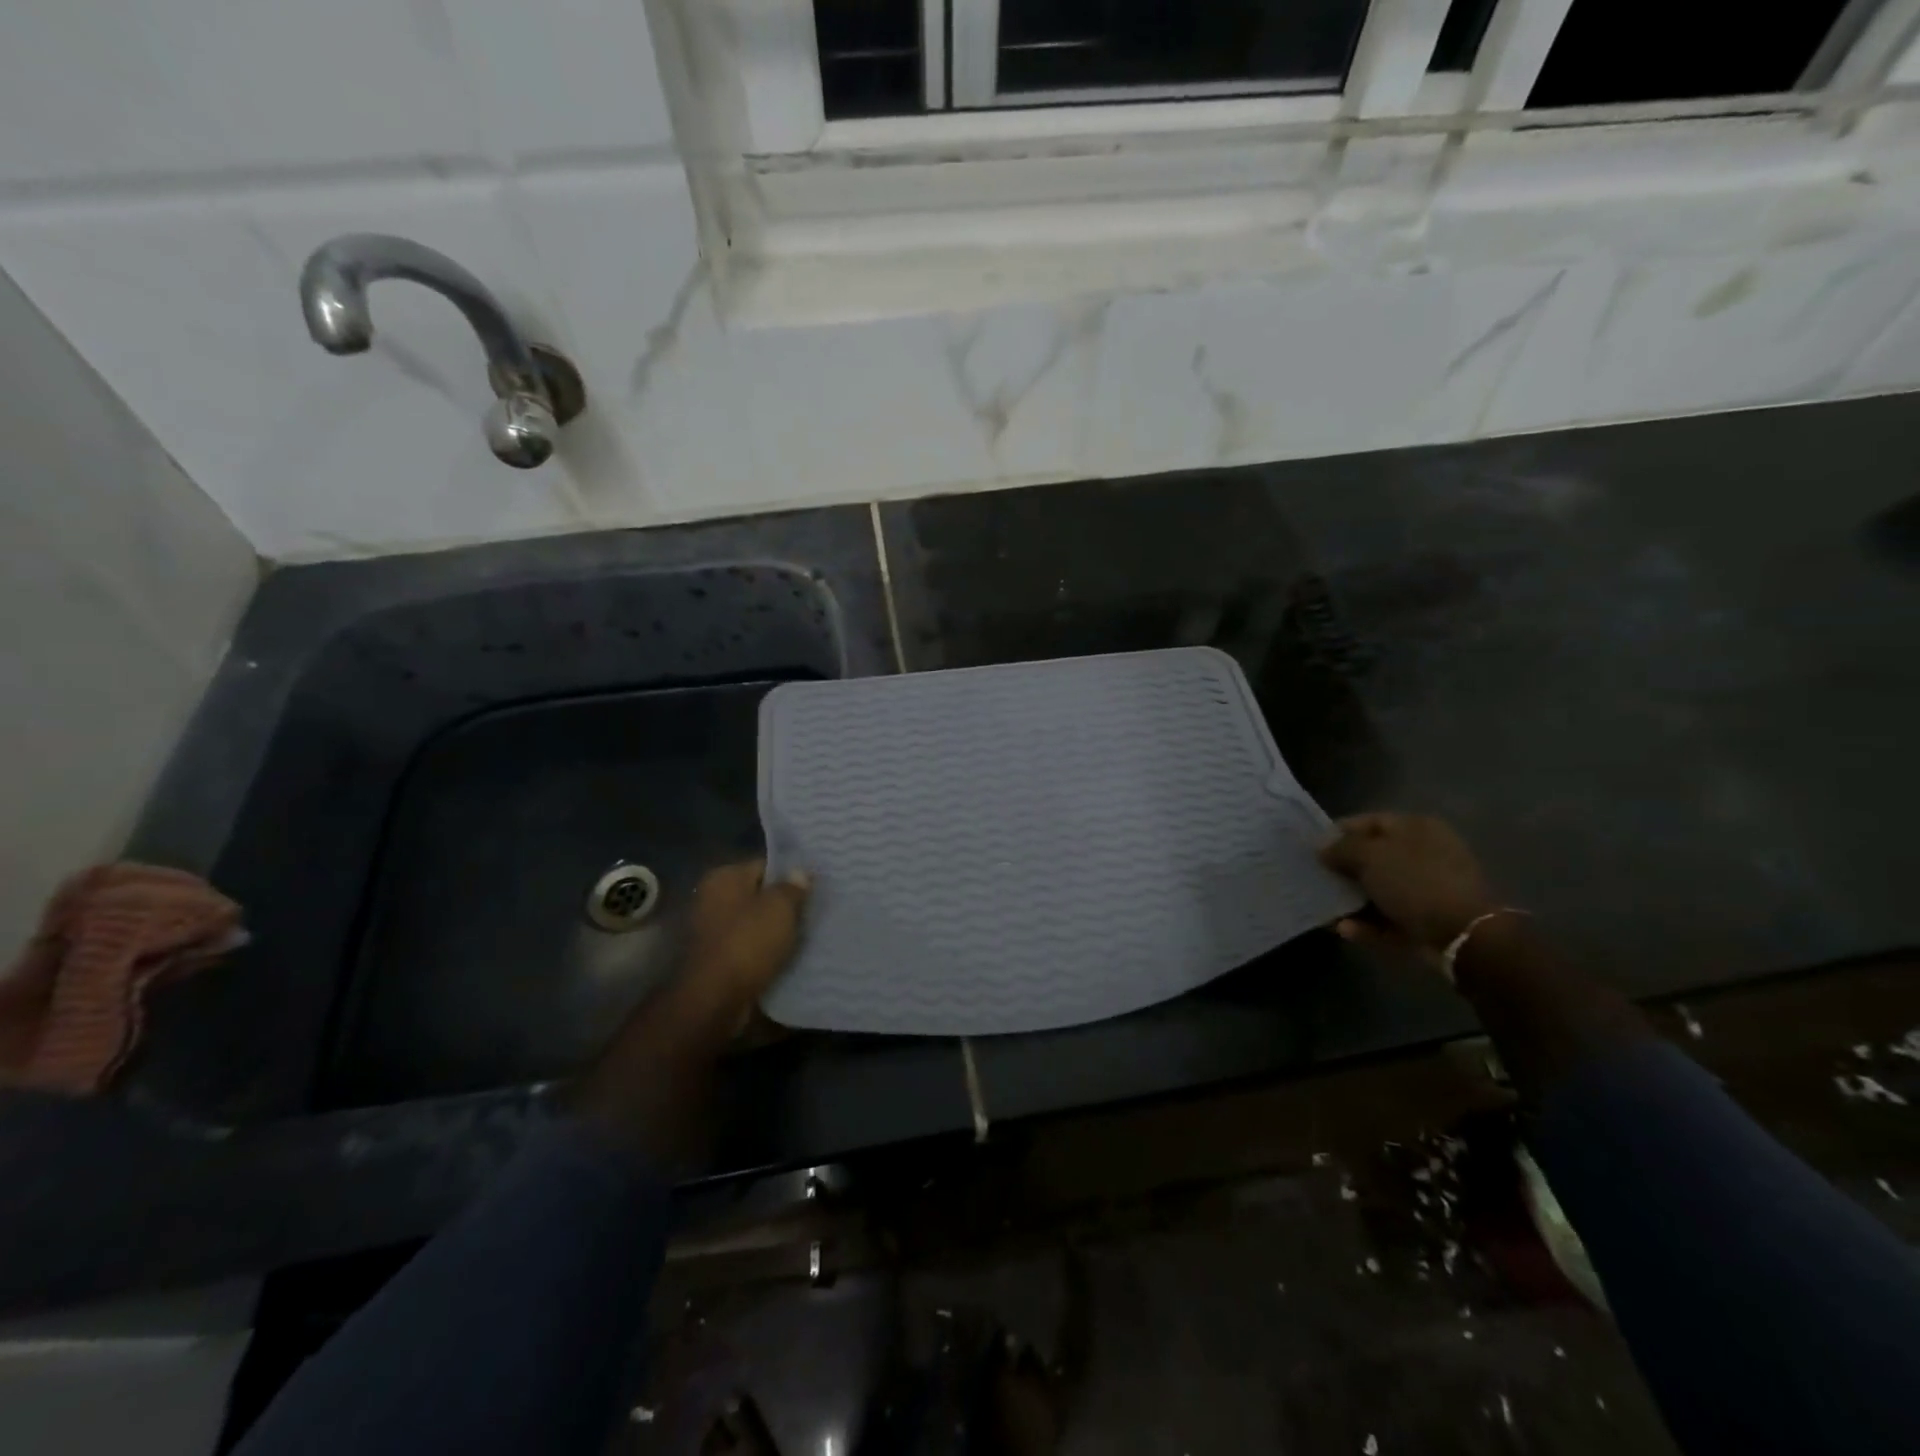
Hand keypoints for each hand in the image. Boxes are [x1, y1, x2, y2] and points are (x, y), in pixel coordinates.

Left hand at [679, 859, 810, 1018]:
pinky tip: (788, 958)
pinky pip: (749, 948)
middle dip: (784, 905)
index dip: (791, 876)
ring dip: (776, 931)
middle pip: (759, 896)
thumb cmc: (747, 942)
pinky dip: (765, 952)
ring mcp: (711, 931)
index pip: (765, 865)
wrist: (714, 999)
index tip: (815, 888)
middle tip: (815, 912)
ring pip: (755, 924)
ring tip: (807, 936)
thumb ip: (793, 887)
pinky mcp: (716, 960)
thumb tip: (800, 872)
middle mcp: (712, 899)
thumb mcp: (780, 907)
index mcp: (724, 878)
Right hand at [1319, 813, 1495, 956]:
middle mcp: (1423, 854)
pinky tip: (1344, 929)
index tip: (1312, 847)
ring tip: (1323, 908)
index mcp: (1416, 828)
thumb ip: (1341, 848)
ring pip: (1379, 890)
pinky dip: (1367, 925)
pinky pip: (1388, 919)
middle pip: (1373, 857)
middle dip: (1342, 868)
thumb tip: (1322, 848)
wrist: (1464, 935)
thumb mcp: (1370, 856)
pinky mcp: (1426, 921)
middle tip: (1314, 877)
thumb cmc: (1415, 882)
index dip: (1338, 832)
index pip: (1369, 821)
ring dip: (1350, 900)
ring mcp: (1427, 890)